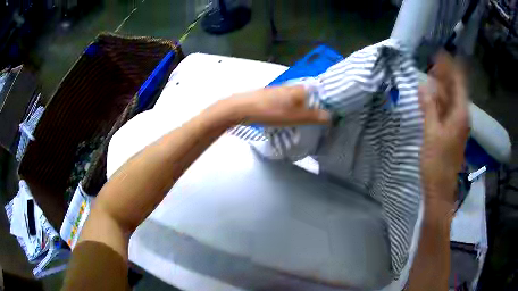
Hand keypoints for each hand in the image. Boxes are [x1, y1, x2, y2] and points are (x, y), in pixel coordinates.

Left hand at [226, 85, 330, 125]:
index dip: (325, 104)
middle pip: (309, 98)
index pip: (320, 93)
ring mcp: (281, 91)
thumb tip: (330, 117)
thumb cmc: (271, 112)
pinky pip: (288, 104)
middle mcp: (292, 87)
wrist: (243, 108)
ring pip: (298, 101)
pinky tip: (289, 120)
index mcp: (301, 89)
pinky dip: (291, 111)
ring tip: (305, 124)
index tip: (329, 116)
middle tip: (317, 124)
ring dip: (302, 111)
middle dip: (314, 110)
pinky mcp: (272, 97)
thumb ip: (315, 116)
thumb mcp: (296, 117)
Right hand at [420, 53, 469, 207]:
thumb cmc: (437, 163)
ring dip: (442, 85)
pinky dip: (440, 99)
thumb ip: (429, 107)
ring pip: (451, 99)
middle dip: (446, 73)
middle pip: (455, 89)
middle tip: (433, 60)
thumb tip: (423, 85)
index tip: (440, 52)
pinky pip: (447, 109)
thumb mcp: (431, 133)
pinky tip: (432, 95)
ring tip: (431, 72)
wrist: (440, 189)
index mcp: (460, 114)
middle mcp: (462, 116)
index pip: (458, 82)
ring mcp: (457, 124)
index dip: (451, 66)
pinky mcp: (452, 131)